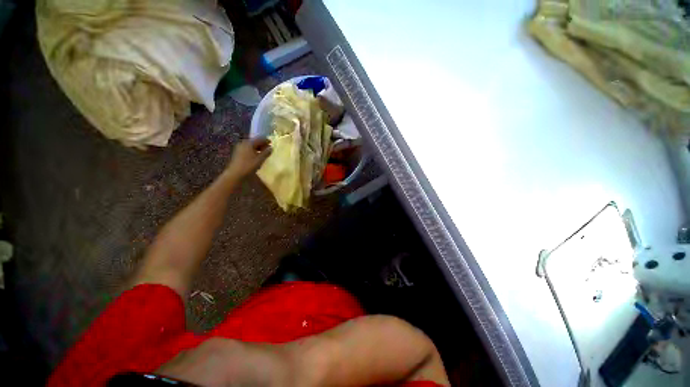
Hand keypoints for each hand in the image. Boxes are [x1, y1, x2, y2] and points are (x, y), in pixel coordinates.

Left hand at [226, 138, 271, 179]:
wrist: (235, 173)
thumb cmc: (249, 165)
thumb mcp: (260, 159)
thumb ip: (266, 153)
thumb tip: (271, 148)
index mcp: (249, 143)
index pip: (259, 139)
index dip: (266, 140)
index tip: (271, 143)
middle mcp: (243, 143)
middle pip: (254, 141)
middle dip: (261, 144)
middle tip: (268, 148)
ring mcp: (239, 148)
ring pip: (251, 145)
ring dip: (257, 148)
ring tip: (263, 152)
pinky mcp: (238, 153)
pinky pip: (247, 149)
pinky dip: (253, 150)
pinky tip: (256, 155)